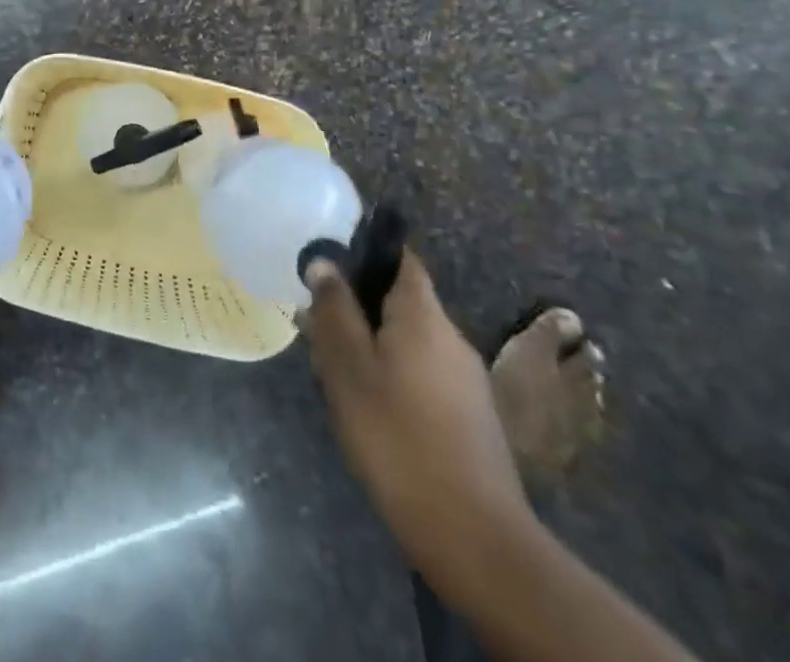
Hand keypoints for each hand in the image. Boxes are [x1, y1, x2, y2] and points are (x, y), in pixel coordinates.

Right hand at [305, 252, 529, 575]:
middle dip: (357, 309)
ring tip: (332, 373)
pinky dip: (391, 375)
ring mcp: (466, 379)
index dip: (365, 253)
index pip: (400, 258)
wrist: (473, 536)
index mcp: (423, 315)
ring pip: (408, 341)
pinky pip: (422, 375)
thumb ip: (334, 310)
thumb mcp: (349, 368)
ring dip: (371, 345)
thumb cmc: (398, 436)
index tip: (329, 266)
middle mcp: (451, 337)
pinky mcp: (470, 417)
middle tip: (316, 330)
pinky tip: (367, 409)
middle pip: (399, 302)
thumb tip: (324, 262)